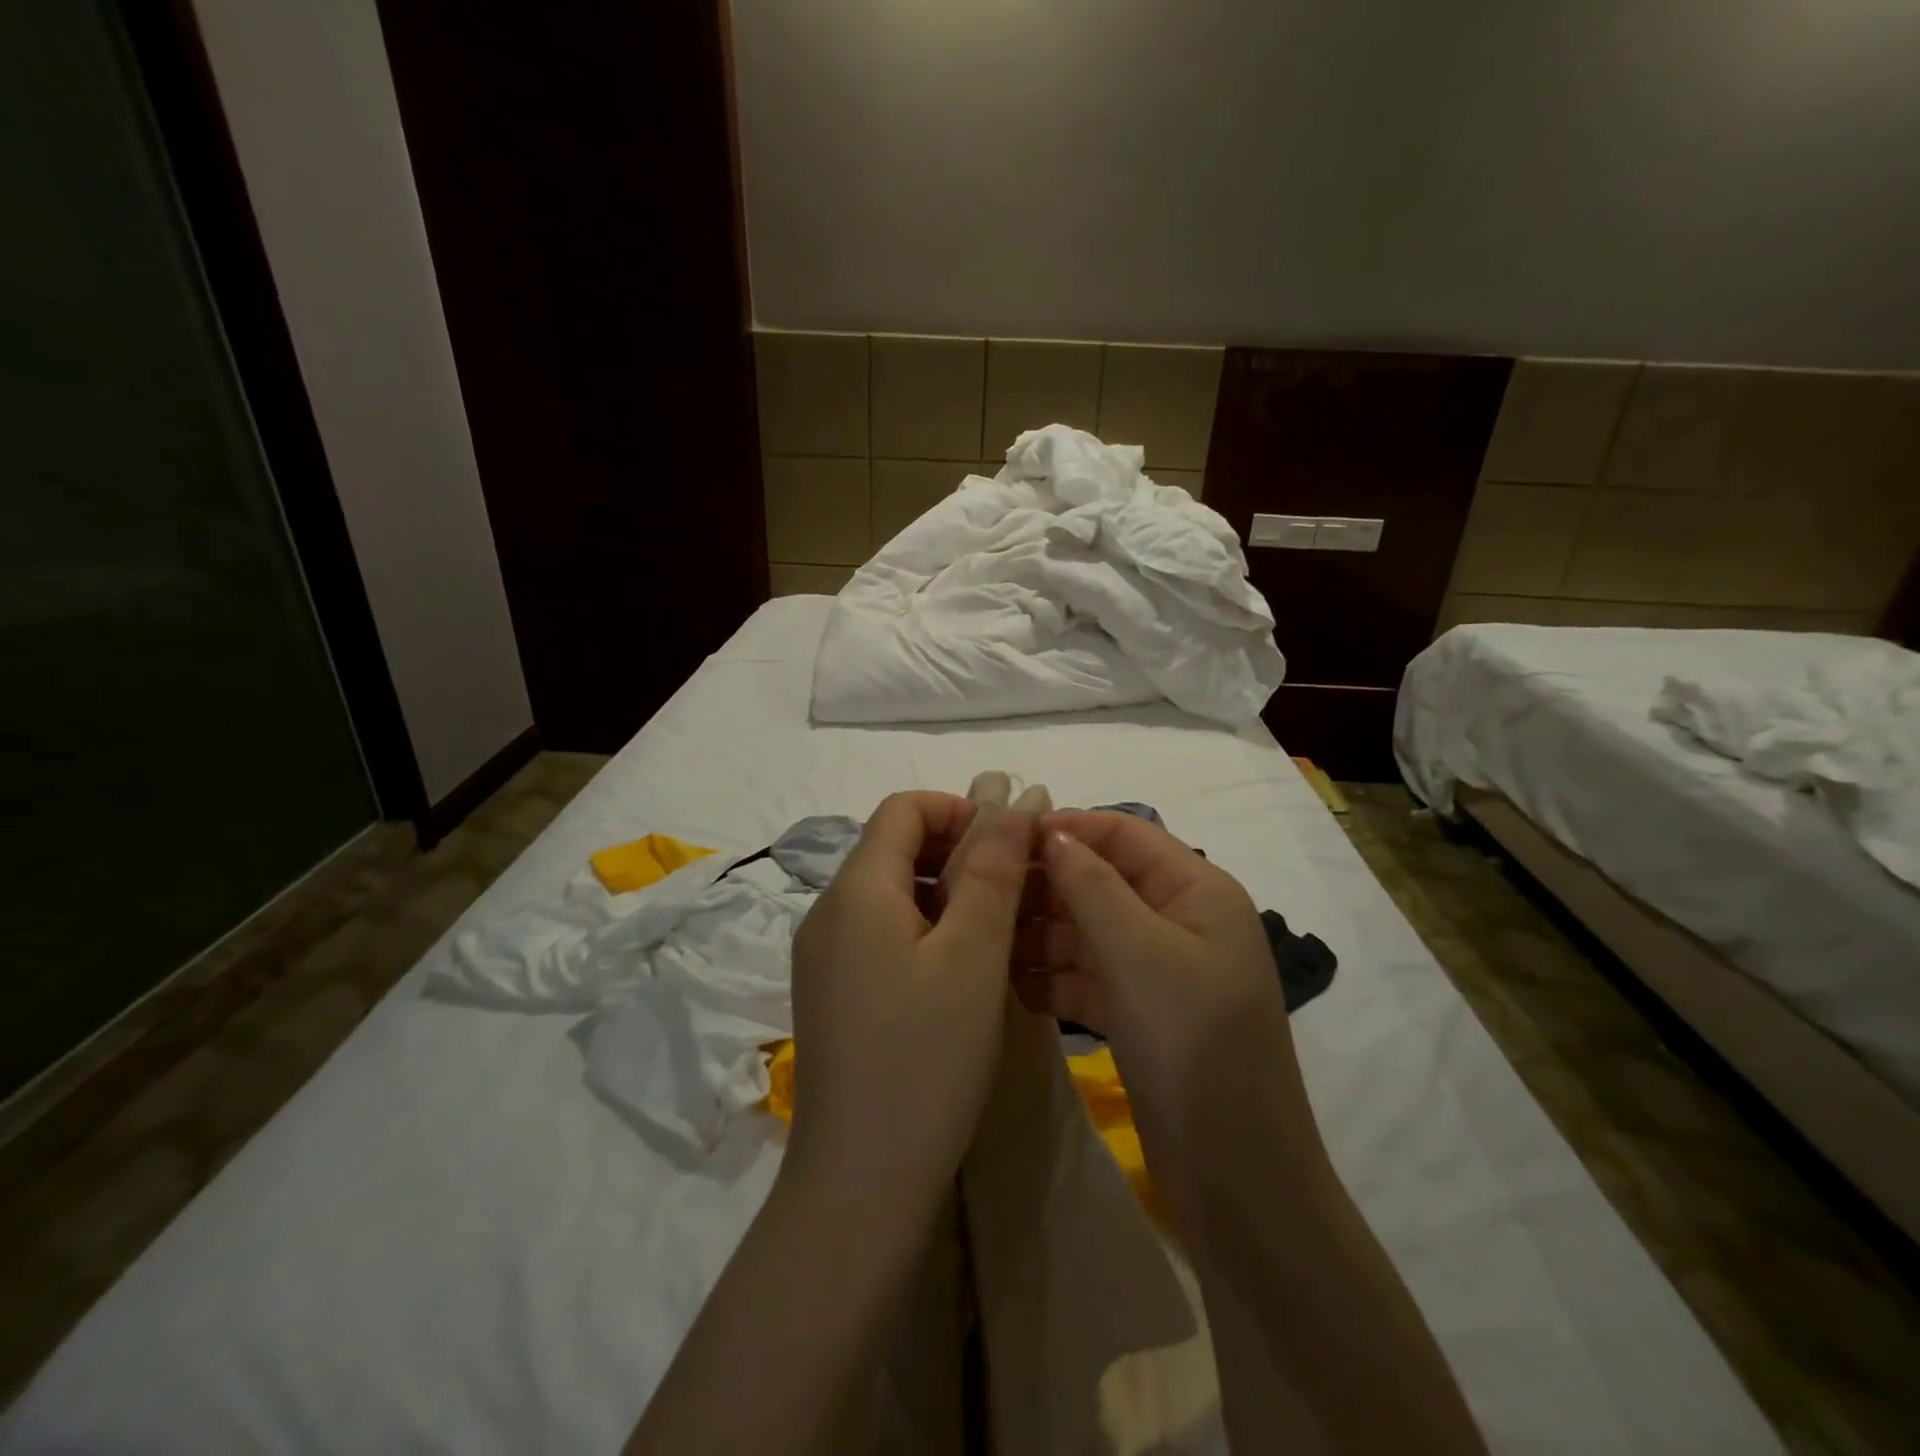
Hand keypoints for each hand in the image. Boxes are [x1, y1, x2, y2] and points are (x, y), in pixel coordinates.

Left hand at [785, 791, 1033, 1215]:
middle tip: (1017, 893)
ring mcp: (824, 955)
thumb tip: (1016, 794)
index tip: (1011, 847)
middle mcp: (827, 911)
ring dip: (947, 893)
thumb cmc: (926, 1058)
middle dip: (959, 852)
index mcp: (854, 889)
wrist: (860, 1184)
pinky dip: (926, 930)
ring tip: (999, 933)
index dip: (961, 809)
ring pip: (891, 892)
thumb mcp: (973, 953)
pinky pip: (881, 933)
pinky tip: (961, 973)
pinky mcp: (832, 992)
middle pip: (894, 847)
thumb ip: (993, 867)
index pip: (904, 808)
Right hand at [1015, 810, 1314, 1191]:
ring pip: (1090, 931)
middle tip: (981, 897)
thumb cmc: (1194, 1046)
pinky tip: (1013, 985)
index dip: (1067, 828)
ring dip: (1042, 934)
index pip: (1125, 833)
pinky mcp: (1141, 1013)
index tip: (1001, 836)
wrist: (1238, 1179)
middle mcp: (1180, 921)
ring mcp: (1160, 970)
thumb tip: (1053, 832)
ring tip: (986, 943)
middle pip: (1103, 881)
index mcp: (1197, 891)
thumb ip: (1092, 887)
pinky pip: (1089, 976)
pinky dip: (1054, 977)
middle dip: (1047, 885)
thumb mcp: (1140, 954)